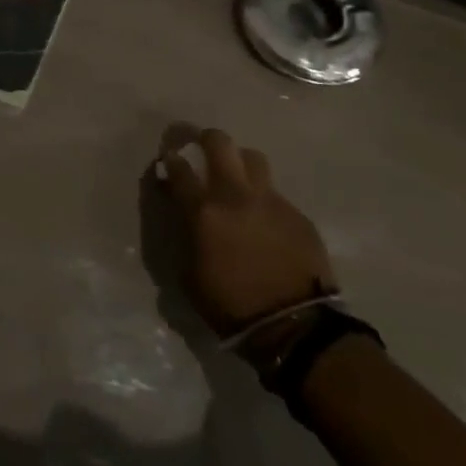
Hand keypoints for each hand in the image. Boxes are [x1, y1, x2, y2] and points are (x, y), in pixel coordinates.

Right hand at [156, 126, 335, 333]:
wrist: (293, 327)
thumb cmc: (230, 305)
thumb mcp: (189, 274)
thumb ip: (185, 236)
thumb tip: (185, 218)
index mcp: (203, 210)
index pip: (179, 168)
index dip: (169, 159)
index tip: (168, 159)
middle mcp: (235, 195)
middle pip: (219, 143)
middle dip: (205, 138)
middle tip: (200, 146)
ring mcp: (270, 201)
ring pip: (253, 158)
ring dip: (240, 162)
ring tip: (237, 178)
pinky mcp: (298, 215)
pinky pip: (276, 194)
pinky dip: (265, 200)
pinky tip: (265, 221)